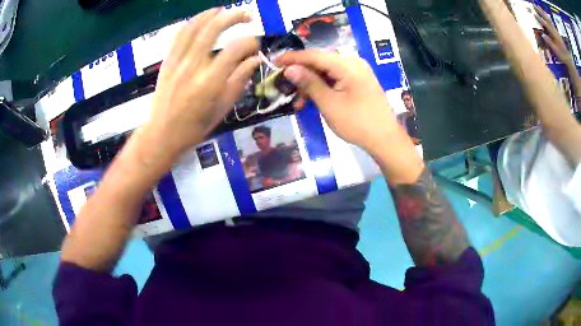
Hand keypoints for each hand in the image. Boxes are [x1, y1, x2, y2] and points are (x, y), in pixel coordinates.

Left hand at [145, 8, 259, 156]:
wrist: (162, 134)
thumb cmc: (195, 127)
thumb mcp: (223, 108)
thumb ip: (239, 80)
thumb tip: (255, 59)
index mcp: (210, 82)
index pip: (236, 49)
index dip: (250, 42)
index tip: (255, 46)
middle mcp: (193, 67)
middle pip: (214, 29)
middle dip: (234, 17)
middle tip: (247, 17)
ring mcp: (177, 62)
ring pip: (194, 27)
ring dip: (211, 14)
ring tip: (224, 11)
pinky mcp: (167, 62)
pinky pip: (178, 36)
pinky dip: (191, 23)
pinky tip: (200, 20)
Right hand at [276, 50, 423, 183]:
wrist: (385, 139)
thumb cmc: (357, 123)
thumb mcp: (329, 104)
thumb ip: (309, 83)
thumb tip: (289, 69)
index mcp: (348, 65)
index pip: (314, 55)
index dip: (292, 58)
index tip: (274, 62)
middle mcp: (353, 63)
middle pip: (320, 62)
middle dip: (301, 73)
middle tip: (283, 85)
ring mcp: (357, 72)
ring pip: (326, 71)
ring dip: (311, 83)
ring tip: (297, 100)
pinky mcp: (358, 81)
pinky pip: (335, 78)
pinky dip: (322, 87)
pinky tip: (312, 99)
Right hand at [534, 5, 571, 65]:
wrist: (568, 58)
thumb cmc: (563, 56)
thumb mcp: (557, 52)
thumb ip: (550, 44)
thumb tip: (543, 35)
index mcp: (553, 34)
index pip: (545, 24)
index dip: (539, 18)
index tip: (534, 13)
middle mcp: (553, 29)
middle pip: (545, 18)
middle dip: (540, 11)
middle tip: (533, 5)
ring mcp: (555, 29)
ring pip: (547, 17)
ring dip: (542, 11)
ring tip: (538, 6)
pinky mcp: (556, 30)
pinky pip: (551, 21)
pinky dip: (547, 15)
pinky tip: (544, 12)